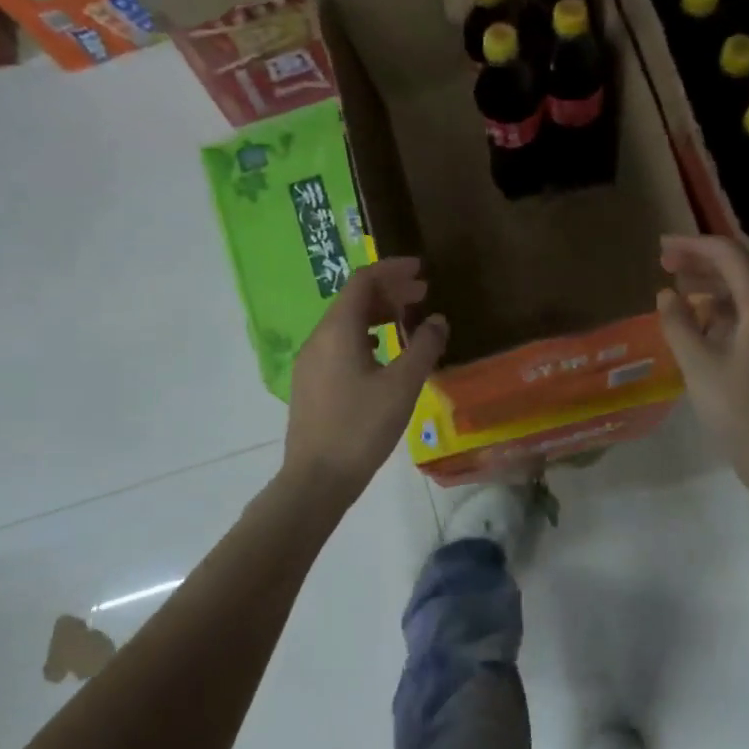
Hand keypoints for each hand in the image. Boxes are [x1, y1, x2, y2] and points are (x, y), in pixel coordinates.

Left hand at [284, 258, 447, 503]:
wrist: (316, 479)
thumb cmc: (361, 428)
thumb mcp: (402, 386)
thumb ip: (424, 348)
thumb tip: (437, 320)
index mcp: (338, 330)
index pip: (363, 281)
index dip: (392, 270)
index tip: (421, 270)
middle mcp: (318, 338)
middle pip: (353, 300)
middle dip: (389, 291)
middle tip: (423, 294)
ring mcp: (311, 362)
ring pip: (345, 323)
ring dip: (377, 315)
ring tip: (407, 321)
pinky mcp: (311, 384)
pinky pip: (340, 344)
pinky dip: (365, 336)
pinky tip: (383, 354)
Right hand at [655, 235, 748, 497]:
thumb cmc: (740, 413)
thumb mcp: (698, 366)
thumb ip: (678, 323)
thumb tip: (666, 295)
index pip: (730, 255)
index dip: (693, 246)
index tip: (661, 249)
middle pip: (745, 268)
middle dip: (703, 263)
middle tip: (665, 265)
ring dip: (716, 286)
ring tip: (680, 290)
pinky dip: (732, 309)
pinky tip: (705, 322)